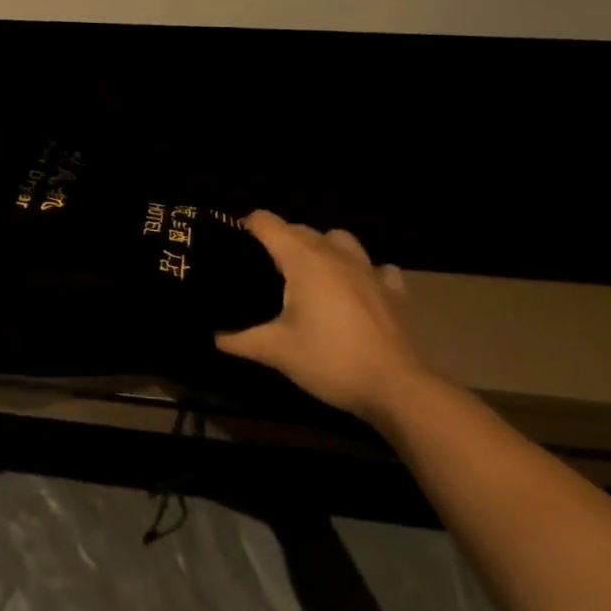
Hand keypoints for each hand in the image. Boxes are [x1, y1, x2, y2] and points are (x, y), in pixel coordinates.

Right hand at [217, 212, 434, 424]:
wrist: (396, 388)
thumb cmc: (330, 360)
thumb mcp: (276, 351)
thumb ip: (240, 340)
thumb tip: (214, 336)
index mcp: (303, 259)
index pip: (267, 223)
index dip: (246, 227)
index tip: (234, 246)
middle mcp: (335, 254)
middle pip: (299, 229)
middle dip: (278, 240)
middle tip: (262, 269)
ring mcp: (368, 270)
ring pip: (339, 239)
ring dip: (321, 247)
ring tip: (310, 273)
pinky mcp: (393, 290)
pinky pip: (376, 267)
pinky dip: (363, 272)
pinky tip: (357, 290)